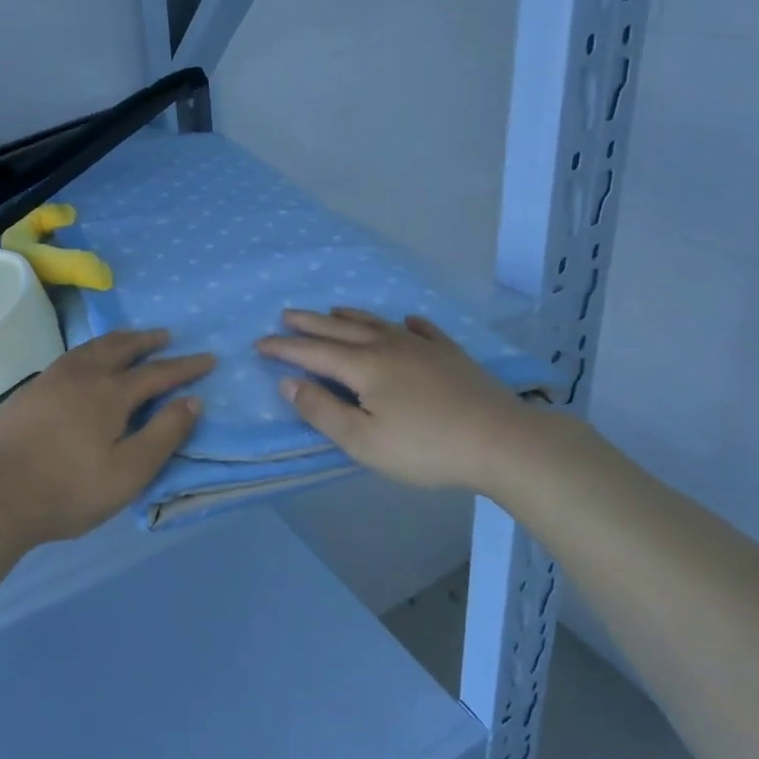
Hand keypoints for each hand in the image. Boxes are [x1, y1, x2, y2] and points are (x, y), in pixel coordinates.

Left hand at [0, 329, 214, 554]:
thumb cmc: (69, 489)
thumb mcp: (129, 472)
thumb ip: (164, 434)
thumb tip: (193, 400)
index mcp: (110, 393)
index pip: (158, 372)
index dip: (186, 366)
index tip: (208, 358)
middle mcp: (82, 375)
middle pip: (121, 347)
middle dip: (147, 340)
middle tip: (166, 335)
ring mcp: (50, 380)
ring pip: (90, 348)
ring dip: (116, 340)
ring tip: (128, 338)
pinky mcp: (28, 392)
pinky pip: (68, 358)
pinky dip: (88, 352)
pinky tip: (83, 364)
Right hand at [256, 308, 534, 492]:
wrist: (500, 440)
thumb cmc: (425, 447)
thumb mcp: (363, 441)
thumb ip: (322, 411)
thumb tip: (288, 382)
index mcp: (364, 366)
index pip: (313, 353)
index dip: (284, 348)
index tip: (259, 343)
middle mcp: (389, 346)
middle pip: (340, 330)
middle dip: (310, 323)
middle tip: (286, 314)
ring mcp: (423, 347)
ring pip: (378, 323)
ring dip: (350, 317)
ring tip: (334, 311)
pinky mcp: (451, 355)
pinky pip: (423, 330)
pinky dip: (407, 324)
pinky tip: (407, 321)